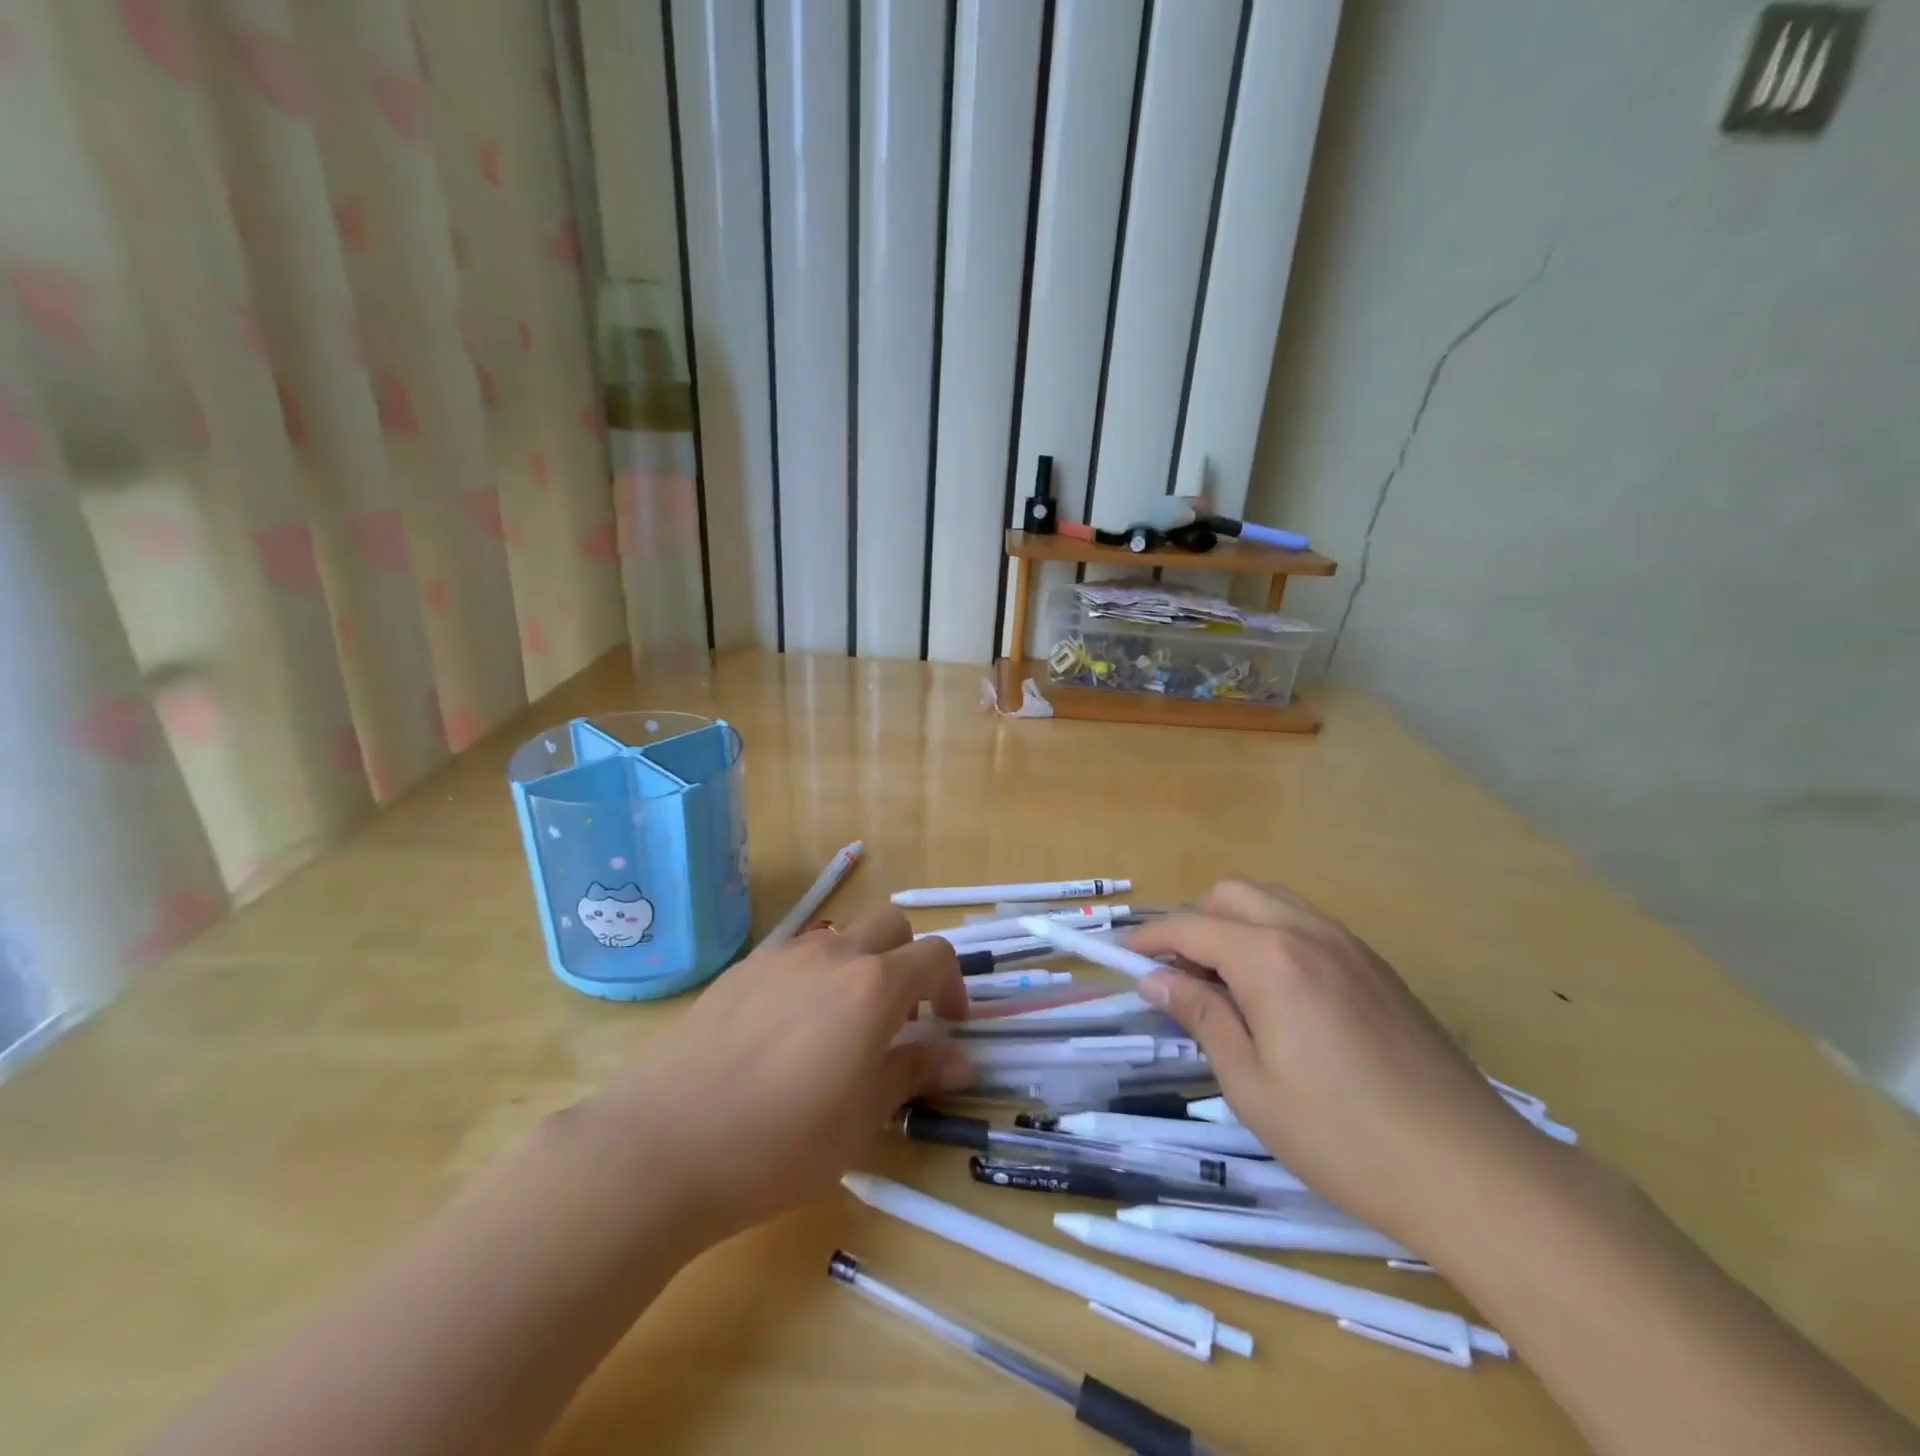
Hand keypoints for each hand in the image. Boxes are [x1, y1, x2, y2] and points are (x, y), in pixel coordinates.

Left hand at [580, 911, 968, 1240]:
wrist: (662, 1145)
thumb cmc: (779, 1145)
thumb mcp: (862, 1120)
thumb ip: (914, 1073)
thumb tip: (960, 1058)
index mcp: (872, 986)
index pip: (935, 956)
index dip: (952, 986)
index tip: (947, 1025)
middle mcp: (832, 955)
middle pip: (891, 928)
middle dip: (908, 962)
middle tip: (899, 1019)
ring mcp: (782, 955)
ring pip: (841, 939)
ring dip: (859, 968)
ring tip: (839, 1028)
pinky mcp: (741, 969)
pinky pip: (795, 957)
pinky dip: (813, 978)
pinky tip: (786, 1032)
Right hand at [1130, 880, 1560, 1249]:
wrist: (1472, 1172)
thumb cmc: (1342, 1136)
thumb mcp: (1250, 1084)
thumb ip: (1200, 1017)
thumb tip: (1156, 980)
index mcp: (1270, 958)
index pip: (1192, 927)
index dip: (1151, 939)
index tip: (1123, 957)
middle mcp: (1309, 932)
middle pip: (1232, 894)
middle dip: (1193, 920)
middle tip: (1177, 972)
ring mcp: (1351, 945)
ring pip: (1274, 901)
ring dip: (1234, 922)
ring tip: (1222, 978)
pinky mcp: (1379, 968)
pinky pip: (1309, 924)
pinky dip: (1274, 935)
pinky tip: (1276, 991)